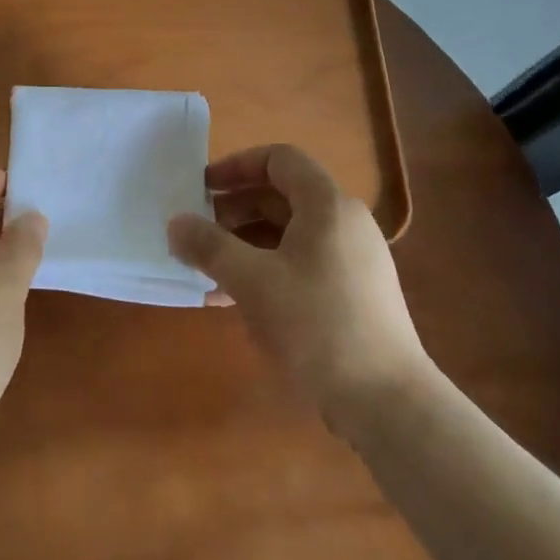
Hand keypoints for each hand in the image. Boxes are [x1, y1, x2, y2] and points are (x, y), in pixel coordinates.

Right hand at [167, 145, 430, 413]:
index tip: (201, 188)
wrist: (384, 399)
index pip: (280, 159)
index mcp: (327, 205)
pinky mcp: (350, 294)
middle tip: (196, 231)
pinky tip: (227, 299)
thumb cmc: (315, 324)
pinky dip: (263, 270)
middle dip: (233, 209)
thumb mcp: (251, 280)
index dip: (237, 165)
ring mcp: (350, 260)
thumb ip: (207, 246)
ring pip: (287, 234)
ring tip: (204, 268)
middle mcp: (344, 224)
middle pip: (282, 196)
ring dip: (242, 244)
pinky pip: (298, 264)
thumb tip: (175, 223)